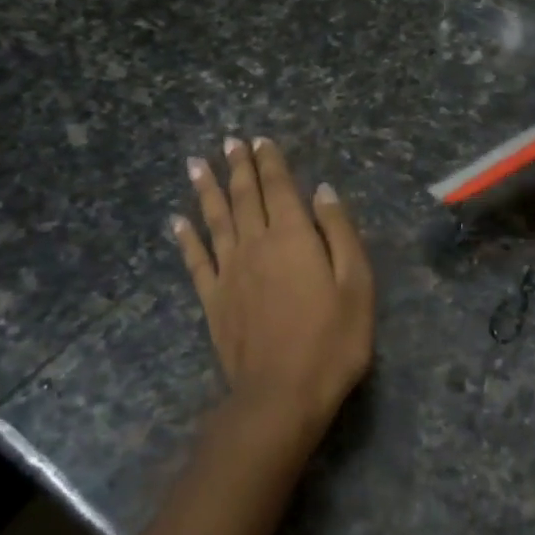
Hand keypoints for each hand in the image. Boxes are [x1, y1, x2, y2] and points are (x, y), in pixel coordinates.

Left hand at [172, 138, 374, 454]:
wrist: (281, 393)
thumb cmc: (332, 340)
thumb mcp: (356, 284)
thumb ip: (339, 233)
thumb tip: (322, 192)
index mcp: (293, 237)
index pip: (278, 188)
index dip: (270, 162)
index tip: (260, 140)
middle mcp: (255, 245)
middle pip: (244, 197)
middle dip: (238, 167)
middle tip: (229, 142)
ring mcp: (229, 273)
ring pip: (215, 220)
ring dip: (207, 190)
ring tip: (196, 164)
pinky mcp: (213, 300)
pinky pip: (196, 260)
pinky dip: (186, 238)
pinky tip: (178, 221)